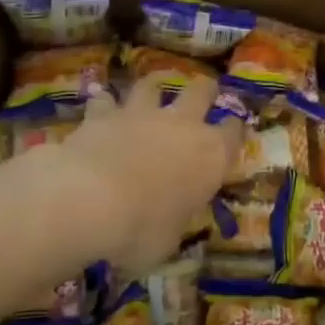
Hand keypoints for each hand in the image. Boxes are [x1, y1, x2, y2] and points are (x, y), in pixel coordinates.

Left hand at [51, 76, 237, 273]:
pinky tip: (101, 109)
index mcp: (211, 156)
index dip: (233, 131)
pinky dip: (105, 105)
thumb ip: (174, 221)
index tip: (232, 132)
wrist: (90, 201)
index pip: (233, 133)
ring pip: (153, 84)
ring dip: (154, 87)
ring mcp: (142, 114)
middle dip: (205, 90)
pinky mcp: (103, 113)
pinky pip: (106, 100)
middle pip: (201, 91)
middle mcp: (182, 125)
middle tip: (203, 93)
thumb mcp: (168, 240)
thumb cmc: (141, 229)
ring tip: (152, 90)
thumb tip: (167, 221)